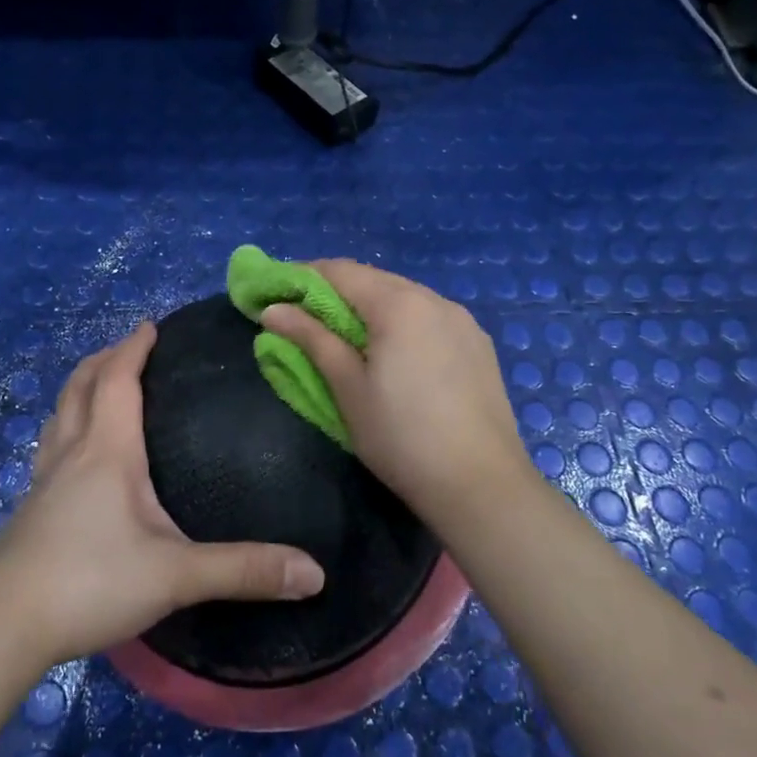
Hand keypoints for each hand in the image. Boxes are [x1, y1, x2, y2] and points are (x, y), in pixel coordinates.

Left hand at [0, 321, 325, 665]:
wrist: (1, 626)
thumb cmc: (90, 581)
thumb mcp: (176, 575)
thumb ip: (243, 570)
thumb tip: (314, 573)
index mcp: (108, 451)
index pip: (117, 380)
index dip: (133, 348)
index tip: (149, 325)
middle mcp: (72, 454)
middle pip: (80, 388)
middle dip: (103, 360)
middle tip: (126, 348)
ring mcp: (43, 482)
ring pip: (58, 417)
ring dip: (78, 391)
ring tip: (96, 388)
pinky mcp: (28, 512)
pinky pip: (49, 451)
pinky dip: (64, 431)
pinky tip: (72, 459)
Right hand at [260, 260, 537, 533]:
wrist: (483, 486)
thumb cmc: (402, 437)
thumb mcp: (348, 388)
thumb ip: (311, 339)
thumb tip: (273, 309)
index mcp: (399, 304)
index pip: (340, 271)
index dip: (302, 277)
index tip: (275, 293)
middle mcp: (434, 299)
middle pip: (374, 280)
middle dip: (335, 291)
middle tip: (303, 317)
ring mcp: (463, 320)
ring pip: (404, 297)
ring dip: (370, 306)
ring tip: (345, 335)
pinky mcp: (479, 344)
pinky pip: (429, 317)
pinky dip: (401, 322)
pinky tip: (394, 352)